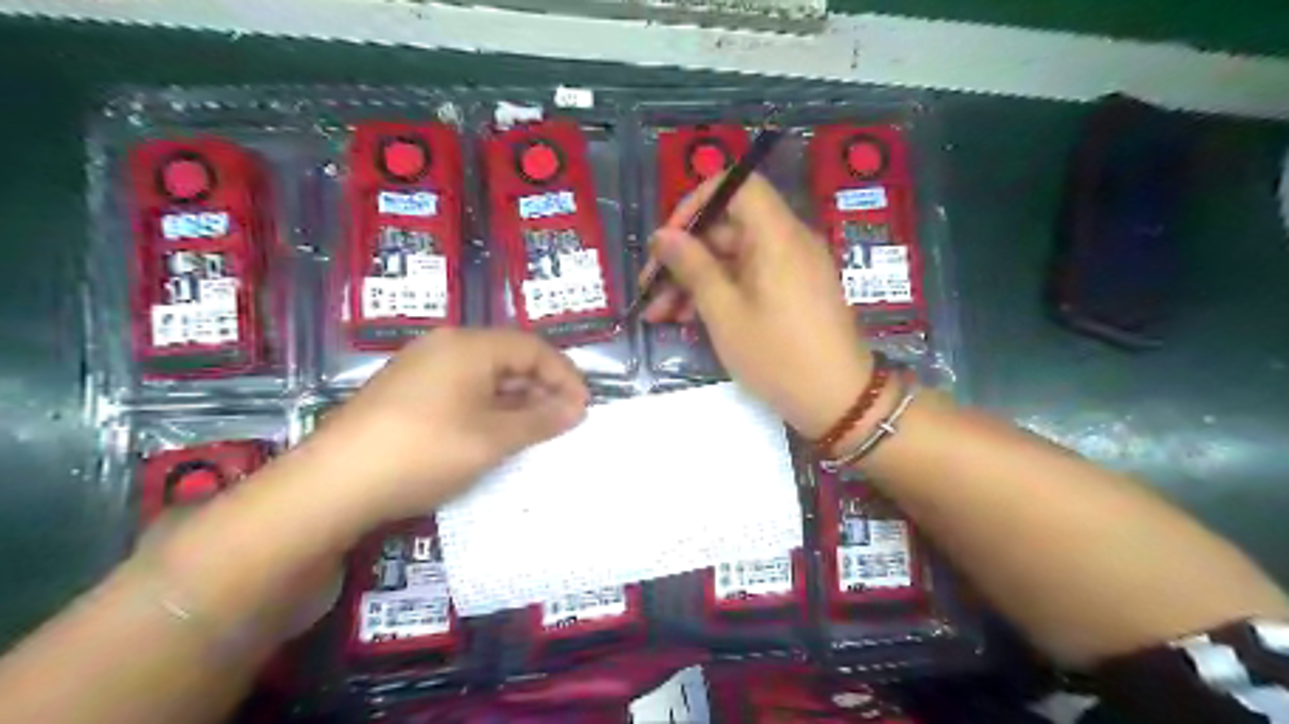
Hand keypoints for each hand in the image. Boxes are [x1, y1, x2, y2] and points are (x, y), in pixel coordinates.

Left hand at [302, 328, 588, 524]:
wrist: (333, 484)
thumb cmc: (426, 451)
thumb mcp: (493, 438)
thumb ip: (540, 420)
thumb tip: (576, 409)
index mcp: (469, 345)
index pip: (533, 348)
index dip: (565, 375)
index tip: (583, 408)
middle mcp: (445, 347)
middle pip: (509, 357)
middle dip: (542, 388)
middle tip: (563, 422)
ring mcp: (421, 369)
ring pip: (485, 376)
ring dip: (517, 400)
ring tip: (536, 432)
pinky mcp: (406, 393)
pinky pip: (462, 390)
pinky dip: (488, 408)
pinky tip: (495, 435)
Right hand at [645, 173, 876, 437]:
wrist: (838, 401)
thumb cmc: (777, 355)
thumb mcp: (724, 312)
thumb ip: (692, 267)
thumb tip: (663, 235)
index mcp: (777, 234)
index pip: (737, 185)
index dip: (697, 202)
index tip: (669, 239)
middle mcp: (788, 241)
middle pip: (729, 227)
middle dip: (685, 256)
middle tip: (651, 290)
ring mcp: (794, 267)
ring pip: (735, 257)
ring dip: (696, 280)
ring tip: (661, 315)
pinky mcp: (795, 291)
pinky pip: (751, 277)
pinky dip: (721, 291)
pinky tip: (691, 319)